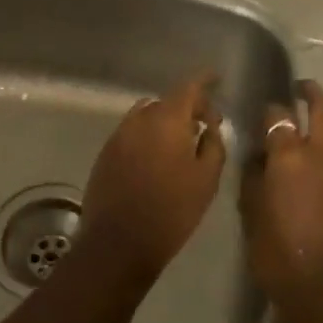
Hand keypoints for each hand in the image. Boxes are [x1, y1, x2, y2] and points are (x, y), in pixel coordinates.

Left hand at [79, 75, 226, 288]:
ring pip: (147, 116)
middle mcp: (139, 118)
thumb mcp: (206, 179)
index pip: (188, 87)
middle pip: (167, 101)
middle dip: (187, 107)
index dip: (204, 81)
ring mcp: (119, 134)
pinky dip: (148, 136)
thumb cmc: (171, 210)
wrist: (118, 243)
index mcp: (167, 119)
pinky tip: (157, 158)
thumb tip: (210, 127)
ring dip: (165, 122)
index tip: (216, 79)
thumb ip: (214, 145)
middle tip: (205, 125)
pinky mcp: (106, 152)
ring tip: (180, 143)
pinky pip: (132, 133)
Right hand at [240, 80, 322, 322]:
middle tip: (300, 88)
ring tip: (318, 109)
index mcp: (291, 155)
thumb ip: (255, 171)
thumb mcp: (251, 207)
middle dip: (312, 94)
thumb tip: (261, 153)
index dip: (270, 111)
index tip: (264, 113)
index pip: (279, 116)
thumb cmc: (276, 250)